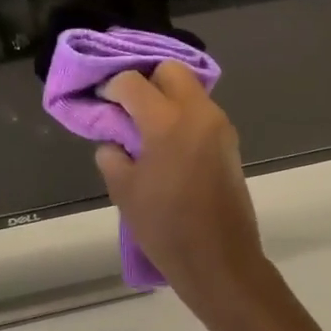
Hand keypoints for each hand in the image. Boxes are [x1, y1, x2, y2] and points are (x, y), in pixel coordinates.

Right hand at [94, 63, 271, 317]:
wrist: (219, 260)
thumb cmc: (165, 227)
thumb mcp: (124, 191)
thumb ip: (112, 154)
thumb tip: (115, 140)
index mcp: (167, 122)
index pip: (133, 82)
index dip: (112, 87)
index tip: (101, 102)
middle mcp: (199, 113)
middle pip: (171, 70)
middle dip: (146, 80)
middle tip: (127, 107)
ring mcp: (219, 126)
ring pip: (190, 89)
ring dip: (166, 97)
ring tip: (145, 127)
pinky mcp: (230, 142)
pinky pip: (201, 111)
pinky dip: (182, 114)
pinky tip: (166, 143)